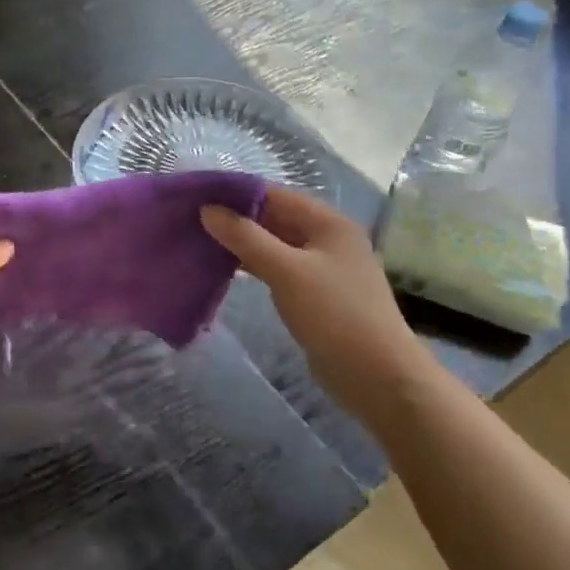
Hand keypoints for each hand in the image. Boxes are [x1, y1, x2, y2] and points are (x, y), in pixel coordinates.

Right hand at [202, 188, 436, 423]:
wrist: (377, 376)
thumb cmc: (334, 314)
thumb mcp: (286, 270)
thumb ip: (246, 238)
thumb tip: (207, 210)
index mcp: (328, 223)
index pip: (274, 195)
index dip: (236, 194)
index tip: (197, 197)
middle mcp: (328, 239)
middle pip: (275, 218)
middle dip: (236, 219)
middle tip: (192, 221)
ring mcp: (324, 268)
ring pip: (275, 245)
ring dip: (242, 244)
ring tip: (201, 242)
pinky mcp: (316, 295)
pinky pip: (279, 269)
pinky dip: (254, 266)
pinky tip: (226, 270)